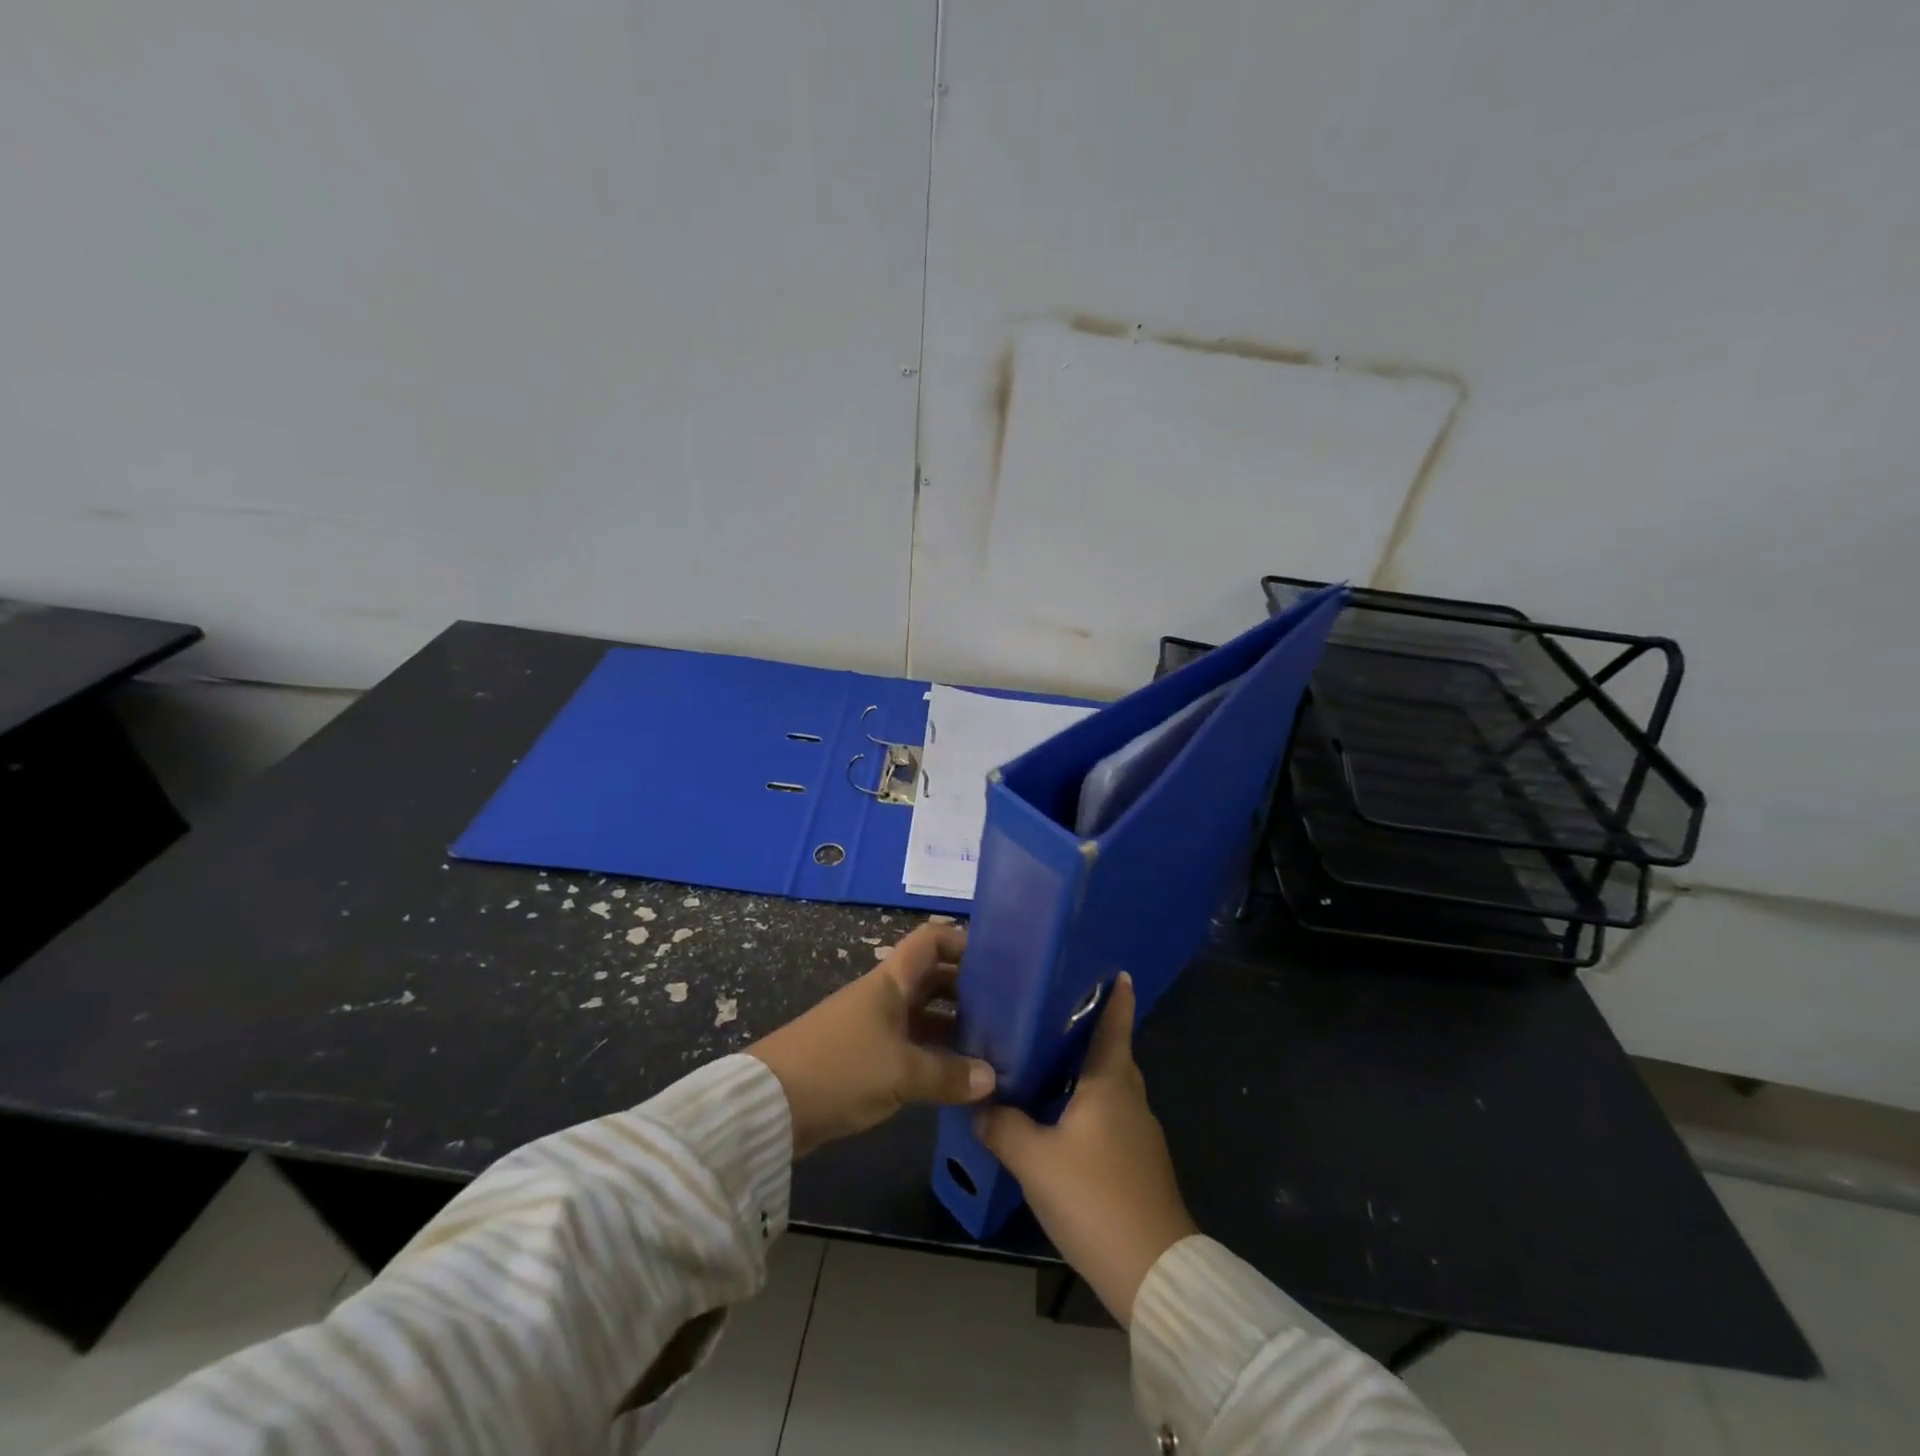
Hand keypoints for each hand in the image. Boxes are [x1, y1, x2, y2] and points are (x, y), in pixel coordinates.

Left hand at [749, 922, 995, 1157]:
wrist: (769, 1106)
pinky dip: (933, 1055)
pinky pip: (910, 1046)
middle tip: (1006, 1011)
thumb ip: (948, 1075)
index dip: (961, 942)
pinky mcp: (864, 1057)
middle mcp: (884, 996)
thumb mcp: (900, 1073)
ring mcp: (873, 1026)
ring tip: (992, 1047)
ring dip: (953, 1027)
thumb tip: (992, 1078)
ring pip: (922, 1016)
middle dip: (967, 990)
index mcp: (890, 981)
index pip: (930, 941)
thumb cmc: (839, 1069)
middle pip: (931, 979)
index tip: (997, 961)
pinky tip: (958, 1077)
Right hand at [975, 973, 1196, 1327]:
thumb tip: (978, 1102)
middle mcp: (1130, 1099)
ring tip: (1045, 1060)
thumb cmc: (1095, 1197)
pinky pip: (1109, 1116)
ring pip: (1110, 1087)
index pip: (1116, 1025)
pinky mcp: (1137, 1163)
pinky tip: (1059, 1117)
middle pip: (1112, 1054)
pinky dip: (1087, 1104)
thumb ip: (1002, 1125)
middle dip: (1089, 1032)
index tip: (1115, 970)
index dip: (1116, 997)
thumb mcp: (1035, 1160)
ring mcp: (1139, 1134)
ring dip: (1084, 1071)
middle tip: (1051, 1013)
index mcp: (1111, 1083)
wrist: (1152, 1273)